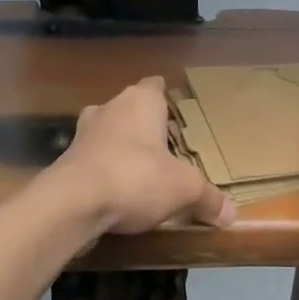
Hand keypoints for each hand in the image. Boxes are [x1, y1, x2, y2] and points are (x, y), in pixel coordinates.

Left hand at [52, 76, 235, 234]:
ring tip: (141, 170)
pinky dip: (104, 168)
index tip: (176, 112)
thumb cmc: (136, 178)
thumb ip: (208, 198)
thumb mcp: (184, 189)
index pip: (156, 85)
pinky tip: (115, 190)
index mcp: (142, 101)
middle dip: (145, 124)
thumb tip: (232, 214)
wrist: (71, 203)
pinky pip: (93, 157)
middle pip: (131, 107)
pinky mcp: (67, 158)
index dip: (166, 97)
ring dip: (121, 145)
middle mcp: (110, 107)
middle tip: (165, 146)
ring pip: (109, 130)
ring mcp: (84, 131)